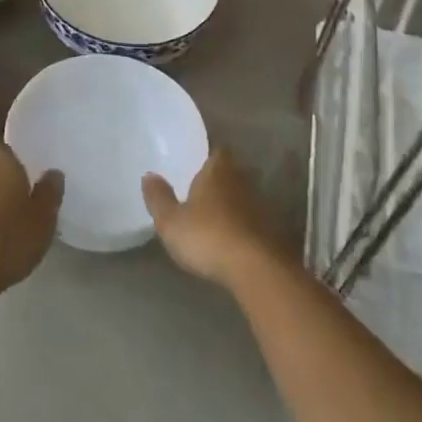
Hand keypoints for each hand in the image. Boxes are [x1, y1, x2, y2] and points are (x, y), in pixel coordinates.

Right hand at [143, 148, 286, 288]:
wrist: (258, 270)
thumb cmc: (208, 237)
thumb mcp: (171, 222)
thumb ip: (159, 198)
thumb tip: (149, 175)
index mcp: (218, 171)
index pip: (218, 151)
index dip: (209, 155)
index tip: (197, 163)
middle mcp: (243, 182)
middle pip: (232, 173)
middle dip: (219, 180)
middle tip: (202, 190)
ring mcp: (261, 207)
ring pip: (244, 197)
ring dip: (232, 204)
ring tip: (215, 217)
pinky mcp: (272, 232)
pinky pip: (254, 221)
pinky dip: (243, 226)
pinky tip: (232, 240)